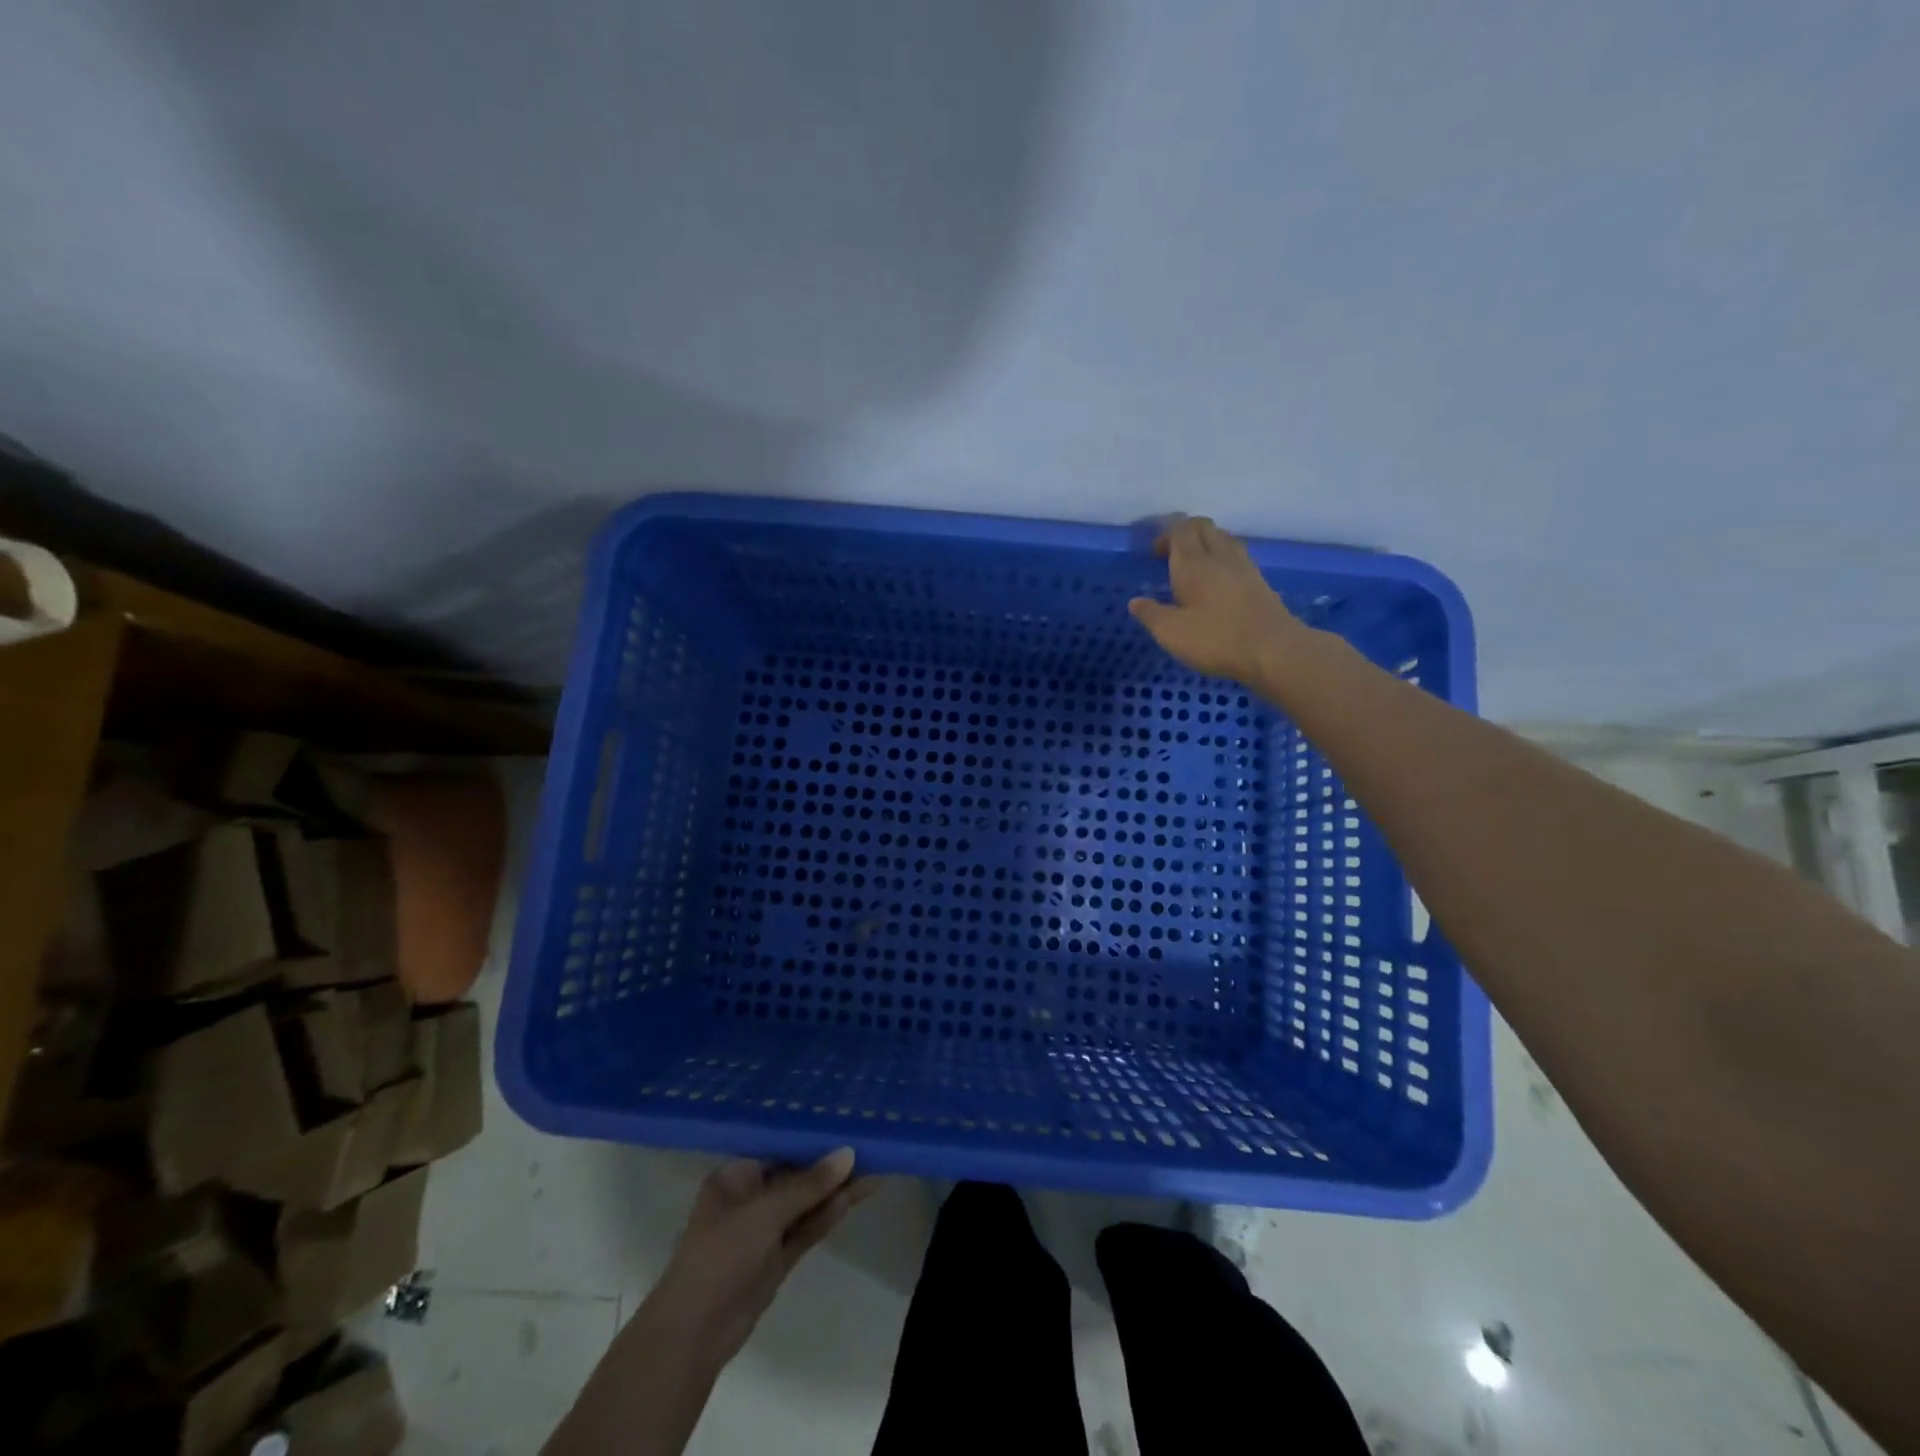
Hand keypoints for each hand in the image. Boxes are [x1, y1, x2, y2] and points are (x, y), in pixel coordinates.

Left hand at [649, 1149, 874, 1366]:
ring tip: (874, 1167)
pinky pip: (807, 1228)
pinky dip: (828, 1214)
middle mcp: (750, 1197)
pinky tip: (856, 1197)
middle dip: (829, 1164)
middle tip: (868, 1145)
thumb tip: (849, 1154)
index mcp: (736, 1176)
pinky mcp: (776, 1258)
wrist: (693, 1335)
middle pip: (796, 1174)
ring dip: (835, 1189)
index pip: (779, 1146)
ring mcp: (764, 1230)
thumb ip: (809, 1185)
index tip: (845, 1122)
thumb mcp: (765, 1213)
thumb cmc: (721, 1257)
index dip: (811, 1136)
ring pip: (806, 1203)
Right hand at [1128, 516, 1306, 682]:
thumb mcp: (1172, 633)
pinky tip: (1216, 580)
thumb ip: (1151, 615)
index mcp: (1194, 564)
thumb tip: (1135, 602)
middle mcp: (1220, 556)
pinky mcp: (1259, 581)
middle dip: (1185, 533)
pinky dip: (1222, 558)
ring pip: (1223, 538)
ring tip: (1193, 565)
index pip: (1181, 529)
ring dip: (1205, 543)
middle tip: (1170, 555)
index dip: (1166, 533)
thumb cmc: (1217, 640)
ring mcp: (1244, 566)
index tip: (1154, 553)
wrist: (1274, 650)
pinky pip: (1236, 555)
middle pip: (1204, 526)